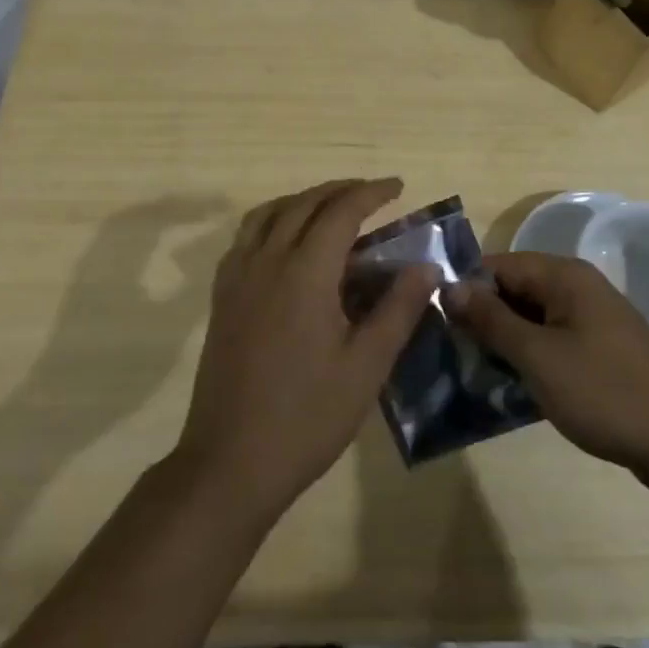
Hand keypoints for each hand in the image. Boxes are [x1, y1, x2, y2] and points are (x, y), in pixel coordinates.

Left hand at [173, 178, 437, 523]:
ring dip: (302, 200)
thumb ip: (398, 310)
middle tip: (371, 194)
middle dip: (339, 190)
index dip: (371, 193)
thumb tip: (427, 267)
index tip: (397, 186)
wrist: (231, 461)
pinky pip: (246, 236)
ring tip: (330, 208)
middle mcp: (267, 260)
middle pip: (303, 204)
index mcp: (304, 272)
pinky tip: (286, 242)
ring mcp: (238, 276)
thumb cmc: (307, 417)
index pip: (341, 212)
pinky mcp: (222, 296)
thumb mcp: (366, 367)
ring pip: (269, 213)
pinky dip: (272, 220)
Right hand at [445, 252, 648, 494]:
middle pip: (513, 290)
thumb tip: (450, 286)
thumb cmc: (605, 392)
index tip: (436, 322)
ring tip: (470, 371)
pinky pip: (549, 341)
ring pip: (530, 318)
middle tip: (449, 352)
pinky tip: (507, 385)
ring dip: (503, 342)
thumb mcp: (538, 356)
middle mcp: (576, 288)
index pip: (497, 266)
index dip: (466, 290)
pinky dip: (528, 357)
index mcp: (564, 276)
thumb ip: (491, 319)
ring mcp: (590, 319)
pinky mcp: (597, 350)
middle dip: (482, 318)